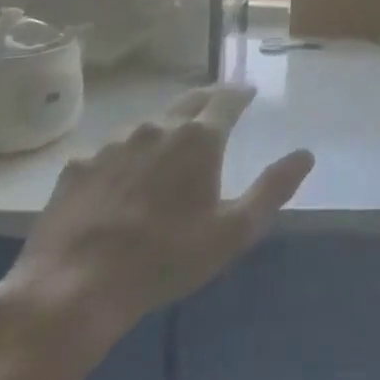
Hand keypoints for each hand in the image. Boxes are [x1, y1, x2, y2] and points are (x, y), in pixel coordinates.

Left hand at [0, 85, 313, 374]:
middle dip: (208, 100)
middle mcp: (157, 127)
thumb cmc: (166, 258)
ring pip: (149, 124)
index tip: (249, 92)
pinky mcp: (79, 165)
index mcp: (199, 138)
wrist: (73, 287)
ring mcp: (112, 143)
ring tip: (172, 146)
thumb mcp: (234, 231)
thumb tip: (305, 154)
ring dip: (167, 128)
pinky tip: (124, 179)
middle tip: (219, 107)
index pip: (227, 99)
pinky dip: (128, 155)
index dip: (241, 93)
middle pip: (189, 101)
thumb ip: (273, 188)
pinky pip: (112, 150)